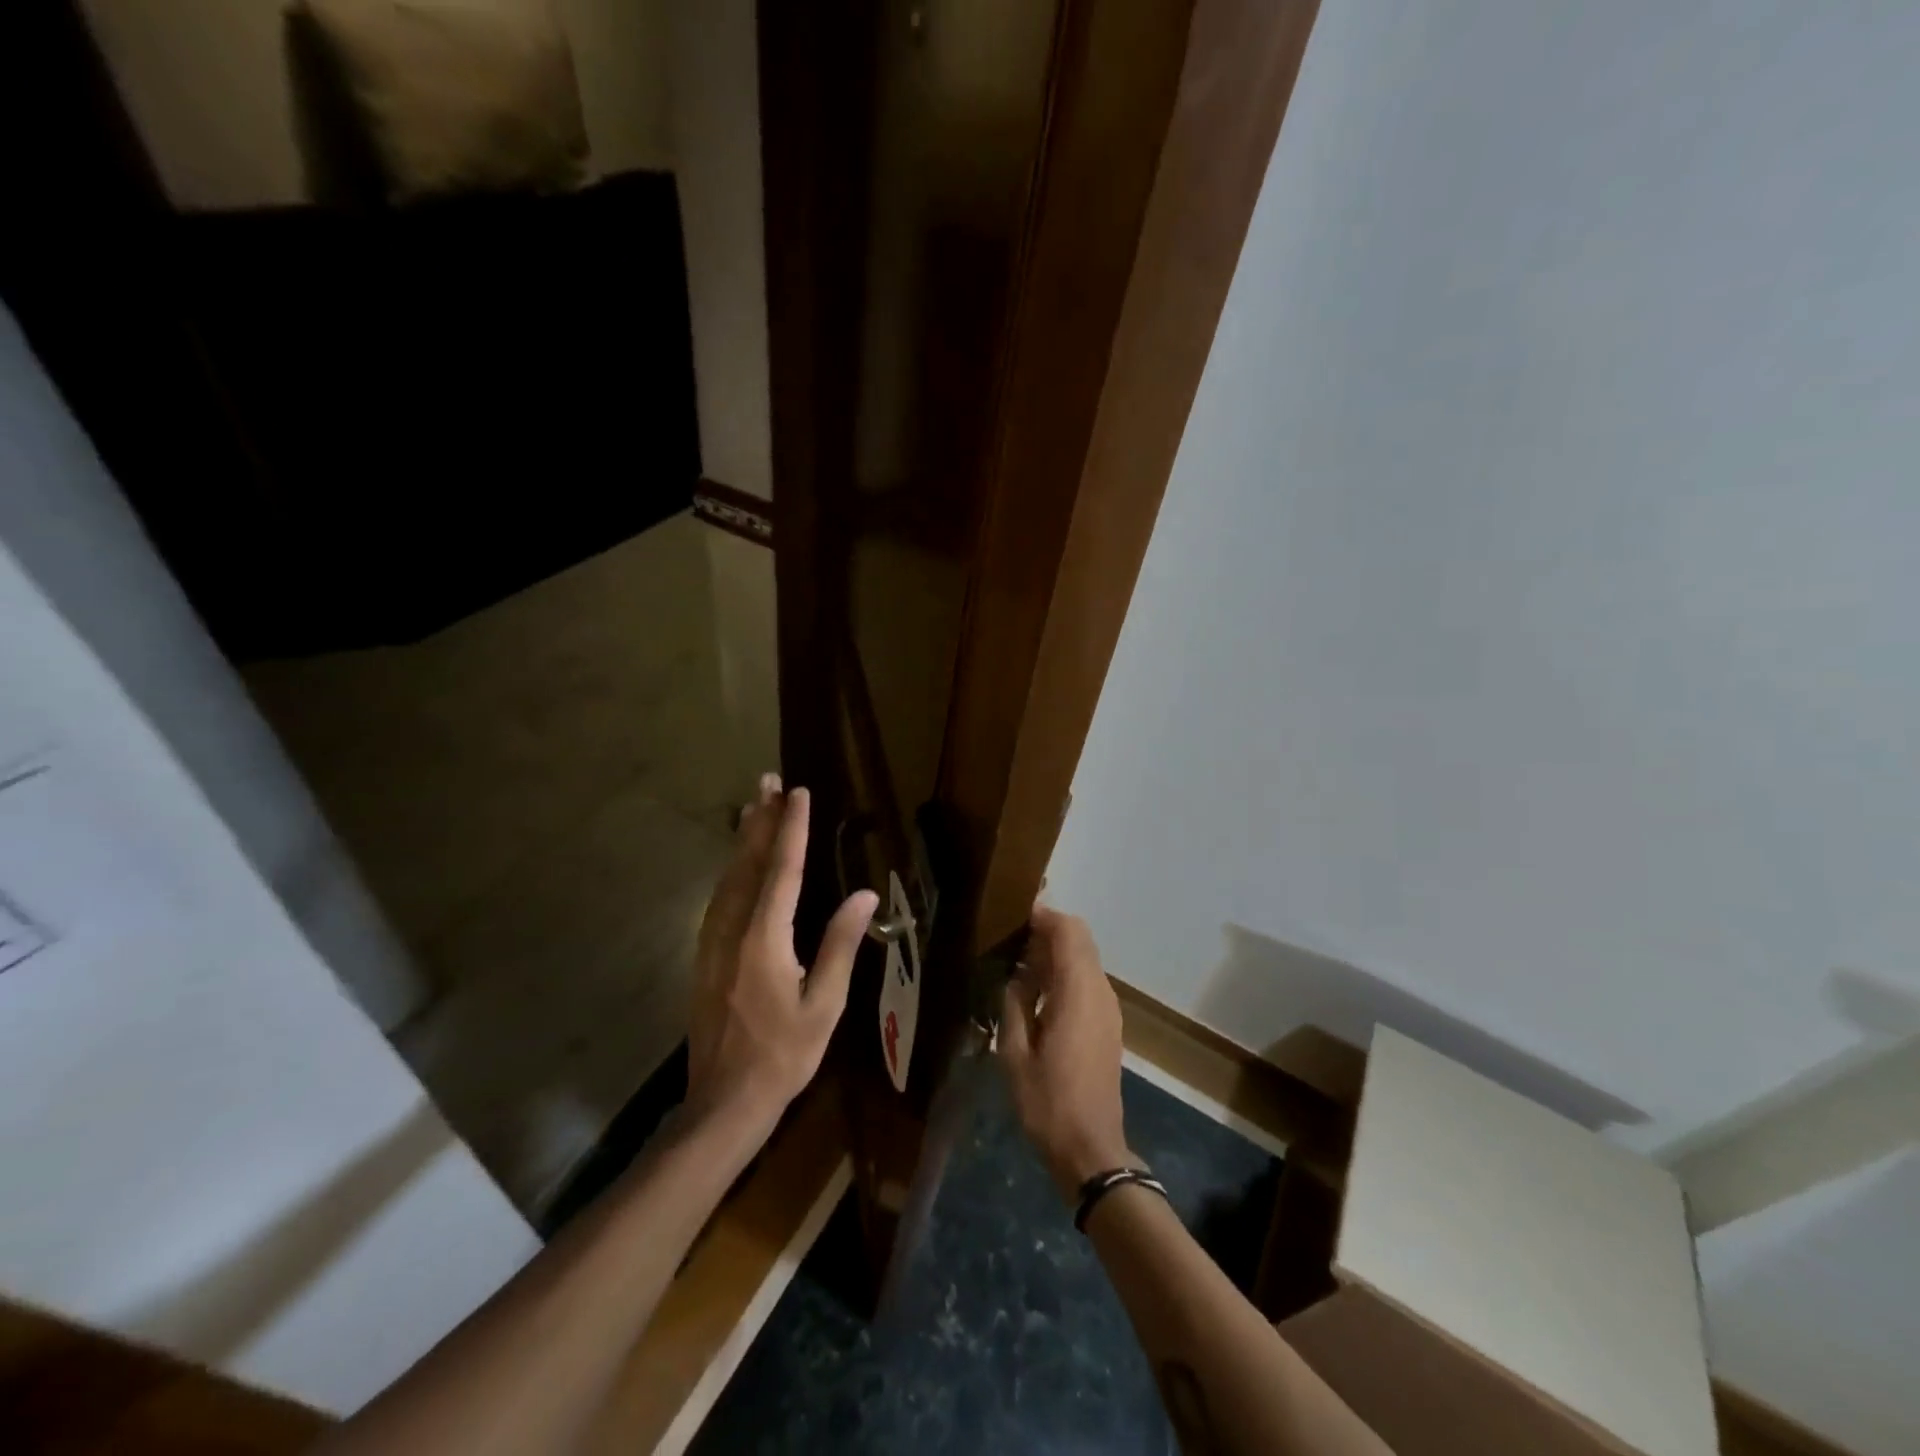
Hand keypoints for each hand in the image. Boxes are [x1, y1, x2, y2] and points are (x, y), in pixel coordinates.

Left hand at [687, 776, 878, 1129]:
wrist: (724, 1101)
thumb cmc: (784, 1055)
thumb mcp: (825, 1004)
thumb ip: (841, 945)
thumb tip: (863, 895)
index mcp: (765, 940)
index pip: (782, 871)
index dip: (791, 829)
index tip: (798, 794)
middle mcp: (733, 930)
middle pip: (747, 863)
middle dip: (760, 820)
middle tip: (767, 781)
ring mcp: (712, 942)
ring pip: (728, 877)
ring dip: (742, 839)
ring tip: (753, 807)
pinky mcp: (705, 954)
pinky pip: (719, 897)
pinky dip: (731, 869)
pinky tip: (737, 862)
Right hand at [999, 905, 1134, 1201]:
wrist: (1091, 1149)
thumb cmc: (1048, 1102)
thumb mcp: (1015, 1054)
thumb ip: (1014, 1004)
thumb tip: (1016, 976)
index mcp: (1078, 993)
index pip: (1068, 932)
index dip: (1044, 915)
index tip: (1014, 911)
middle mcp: (1099, 992)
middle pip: (1080, 940)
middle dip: (1048, 931)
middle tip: (1011, 937)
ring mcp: (1108, 1009)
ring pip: (1085, 960)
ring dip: (1056, 953)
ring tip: (1018, 962)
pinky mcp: (1108, 1025)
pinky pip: (1087, 982)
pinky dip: (1064, 973)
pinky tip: (1036, 992)